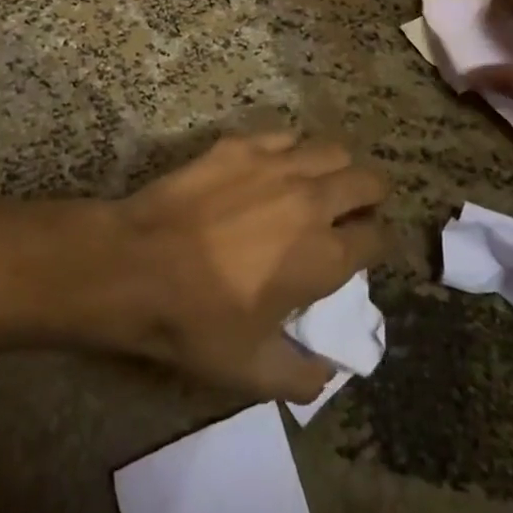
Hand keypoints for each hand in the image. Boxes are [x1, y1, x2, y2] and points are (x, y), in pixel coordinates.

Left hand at [91, 132, 387, 401]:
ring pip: (332, 150)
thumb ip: (302, 377)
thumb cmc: (195, 322)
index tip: (363, 251)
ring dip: (336, 169)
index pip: (377, 238)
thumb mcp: (251, 372)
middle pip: (367, 181)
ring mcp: (277, 164)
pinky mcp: (243, 144)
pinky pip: (285, 135)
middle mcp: (312, 200)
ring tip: (318, 185)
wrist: (135, 265)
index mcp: (323, 256)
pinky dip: (291, 150)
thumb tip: (328, 371)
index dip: (375, 245)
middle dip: (370, 197)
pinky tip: (274, 168)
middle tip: (352, 212)